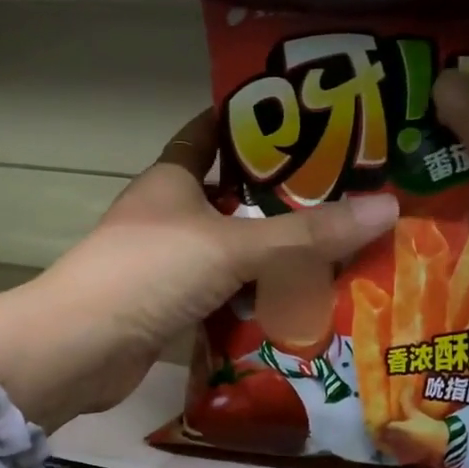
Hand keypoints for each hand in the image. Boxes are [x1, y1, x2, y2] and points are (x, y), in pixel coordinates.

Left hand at [0, 112, 399, 430]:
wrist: (80, 348)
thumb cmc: (150, 272)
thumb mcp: (233, 245)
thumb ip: (307, 233)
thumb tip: (388, 207)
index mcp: (172, 179)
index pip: (211, 133)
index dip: (251, 122)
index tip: (306, 119)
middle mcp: (166, 215)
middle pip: (230, 197)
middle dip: (281, 198)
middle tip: (346, 194)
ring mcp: (164, 264)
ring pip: (229, 250)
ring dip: (272, 254)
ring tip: (337, 249)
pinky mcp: (166, 307)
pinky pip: (222, 294)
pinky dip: (253, 298)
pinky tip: (297, 304)